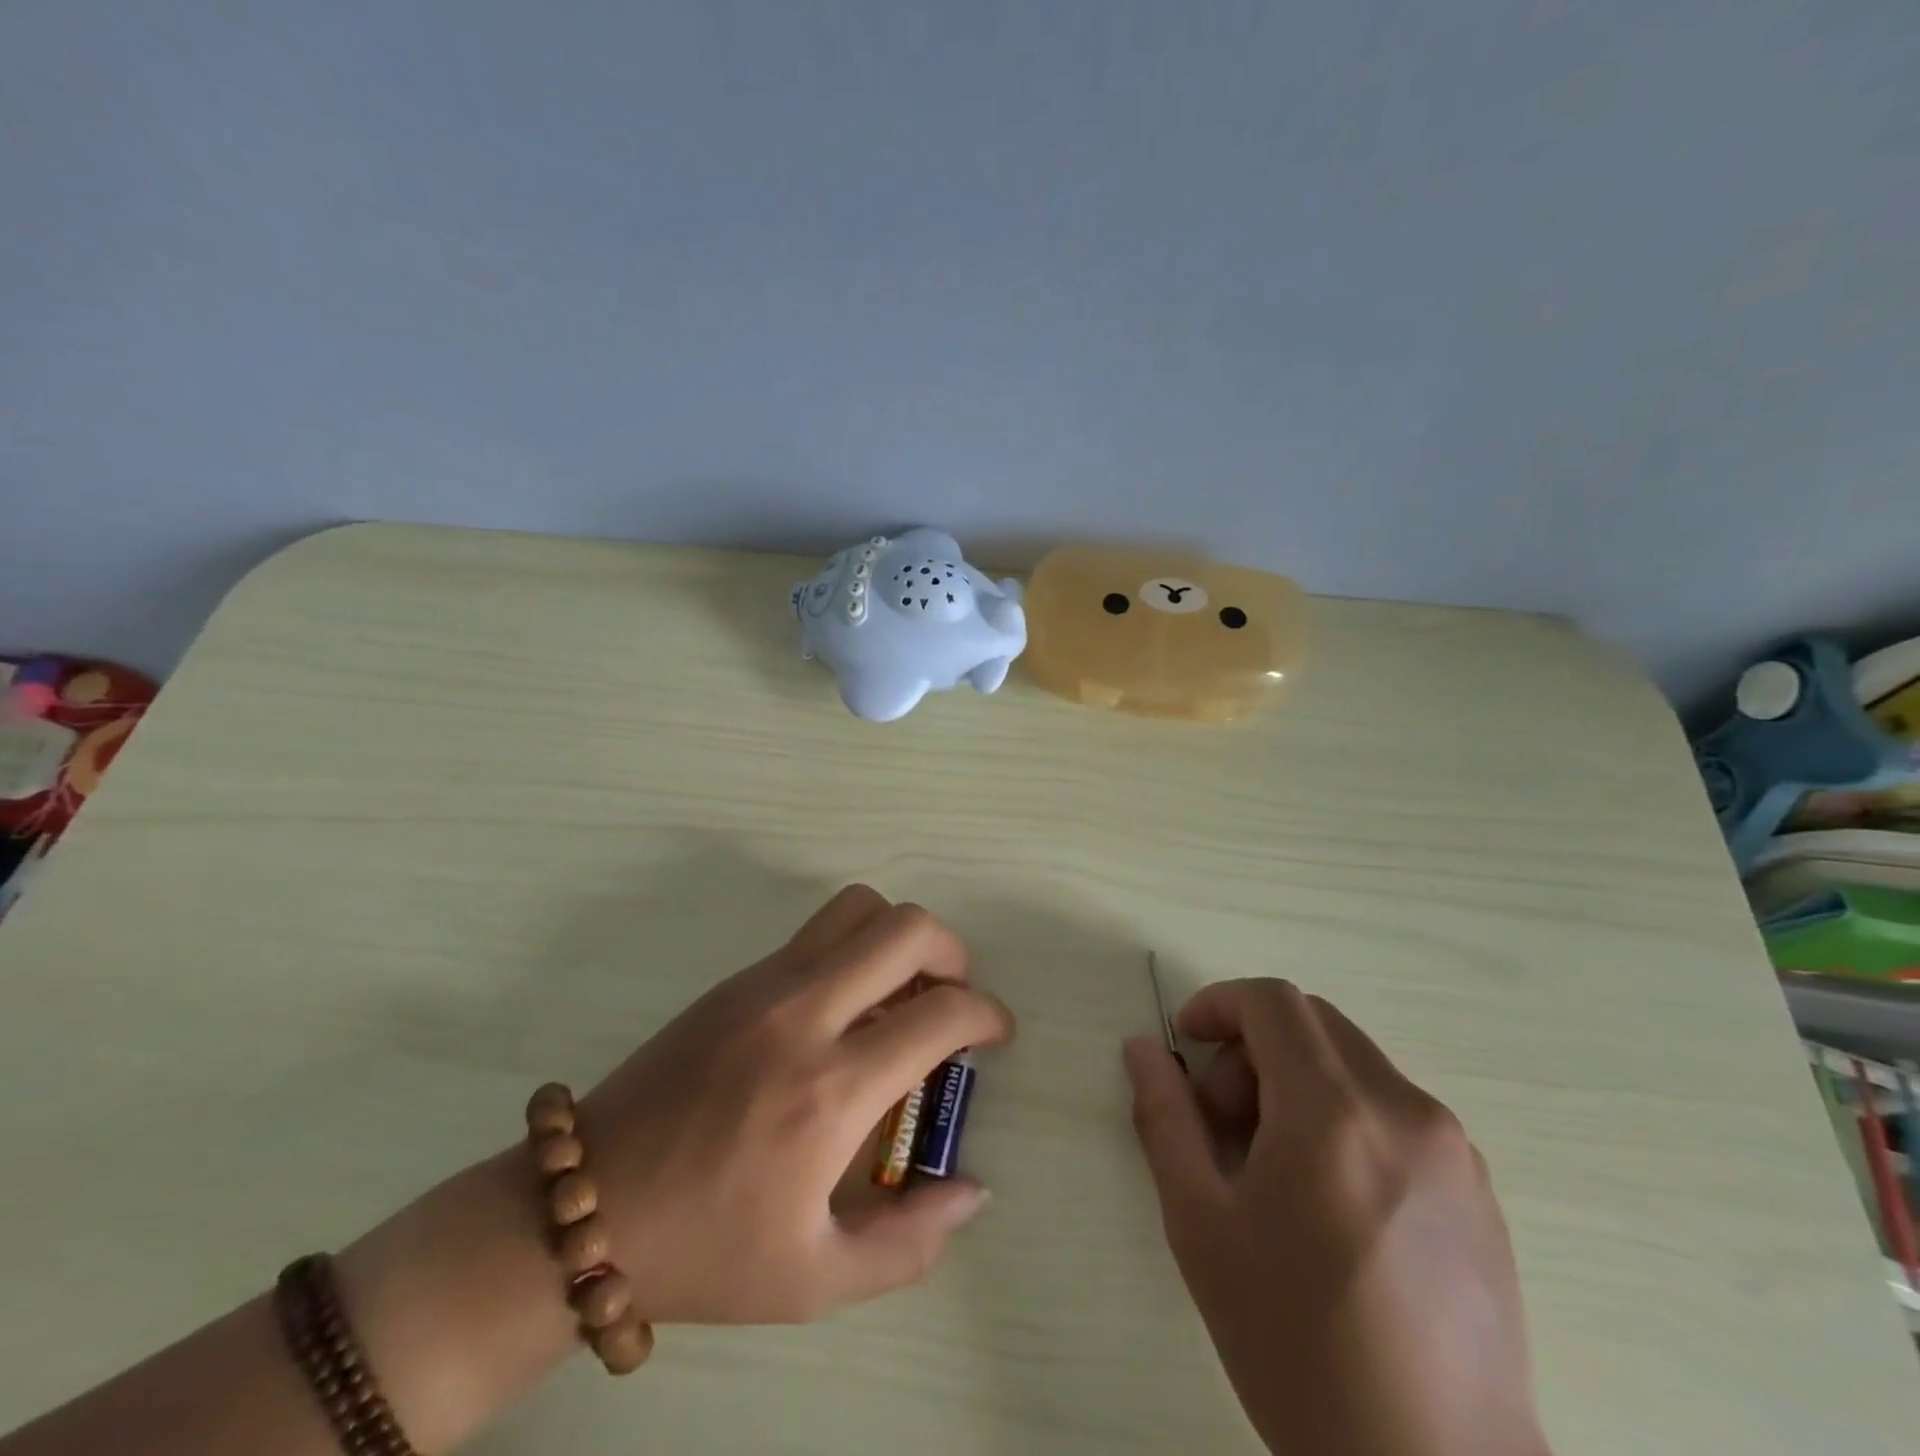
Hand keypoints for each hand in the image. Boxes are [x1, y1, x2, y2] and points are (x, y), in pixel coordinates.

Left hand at [576, 885, 1012, 1323]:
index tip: (996, 1033)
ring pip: (858, 907)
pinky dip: (854, 949)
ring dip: (899, 936)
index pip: (941, 1013)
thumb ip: (911, 1241)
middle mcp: (804, 1015)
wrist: (585, 1205)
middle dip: (952, 952)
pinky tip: (845, 1007)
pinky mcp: (736, 978)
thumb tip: (972, 1189)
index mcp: (831, 1089)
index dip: (987, 1014)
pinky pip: (816, 933)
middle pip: (906, 928)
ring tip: (903, 990)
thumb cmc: (706, 1248)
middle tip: (953, 997)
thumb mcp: (817, 1279)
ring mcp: (765, 985)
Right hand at [1124, 980, 1547, 1455]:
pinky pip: (1394, 1109)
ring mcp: (1454, 1149)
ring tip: (1274, 1171)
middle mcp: (1405, 1109)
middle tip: (1224, 1123)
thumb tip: (1144, 1048)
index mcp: (1334, 1112)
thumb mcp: (1201, 1225)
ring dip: (1297, 1083)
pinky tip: (1331, 1202)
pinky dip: (1344, 1115)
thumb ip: (1164, 1117)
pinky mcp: (1481, 1189)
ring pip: (1352, 1063)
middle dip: (1252, 1049)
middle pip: (1311, 1024)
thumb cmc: (1299, 1347)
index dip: (1218, 1004)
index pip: (1271, 1001)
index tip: (1187, 1045)